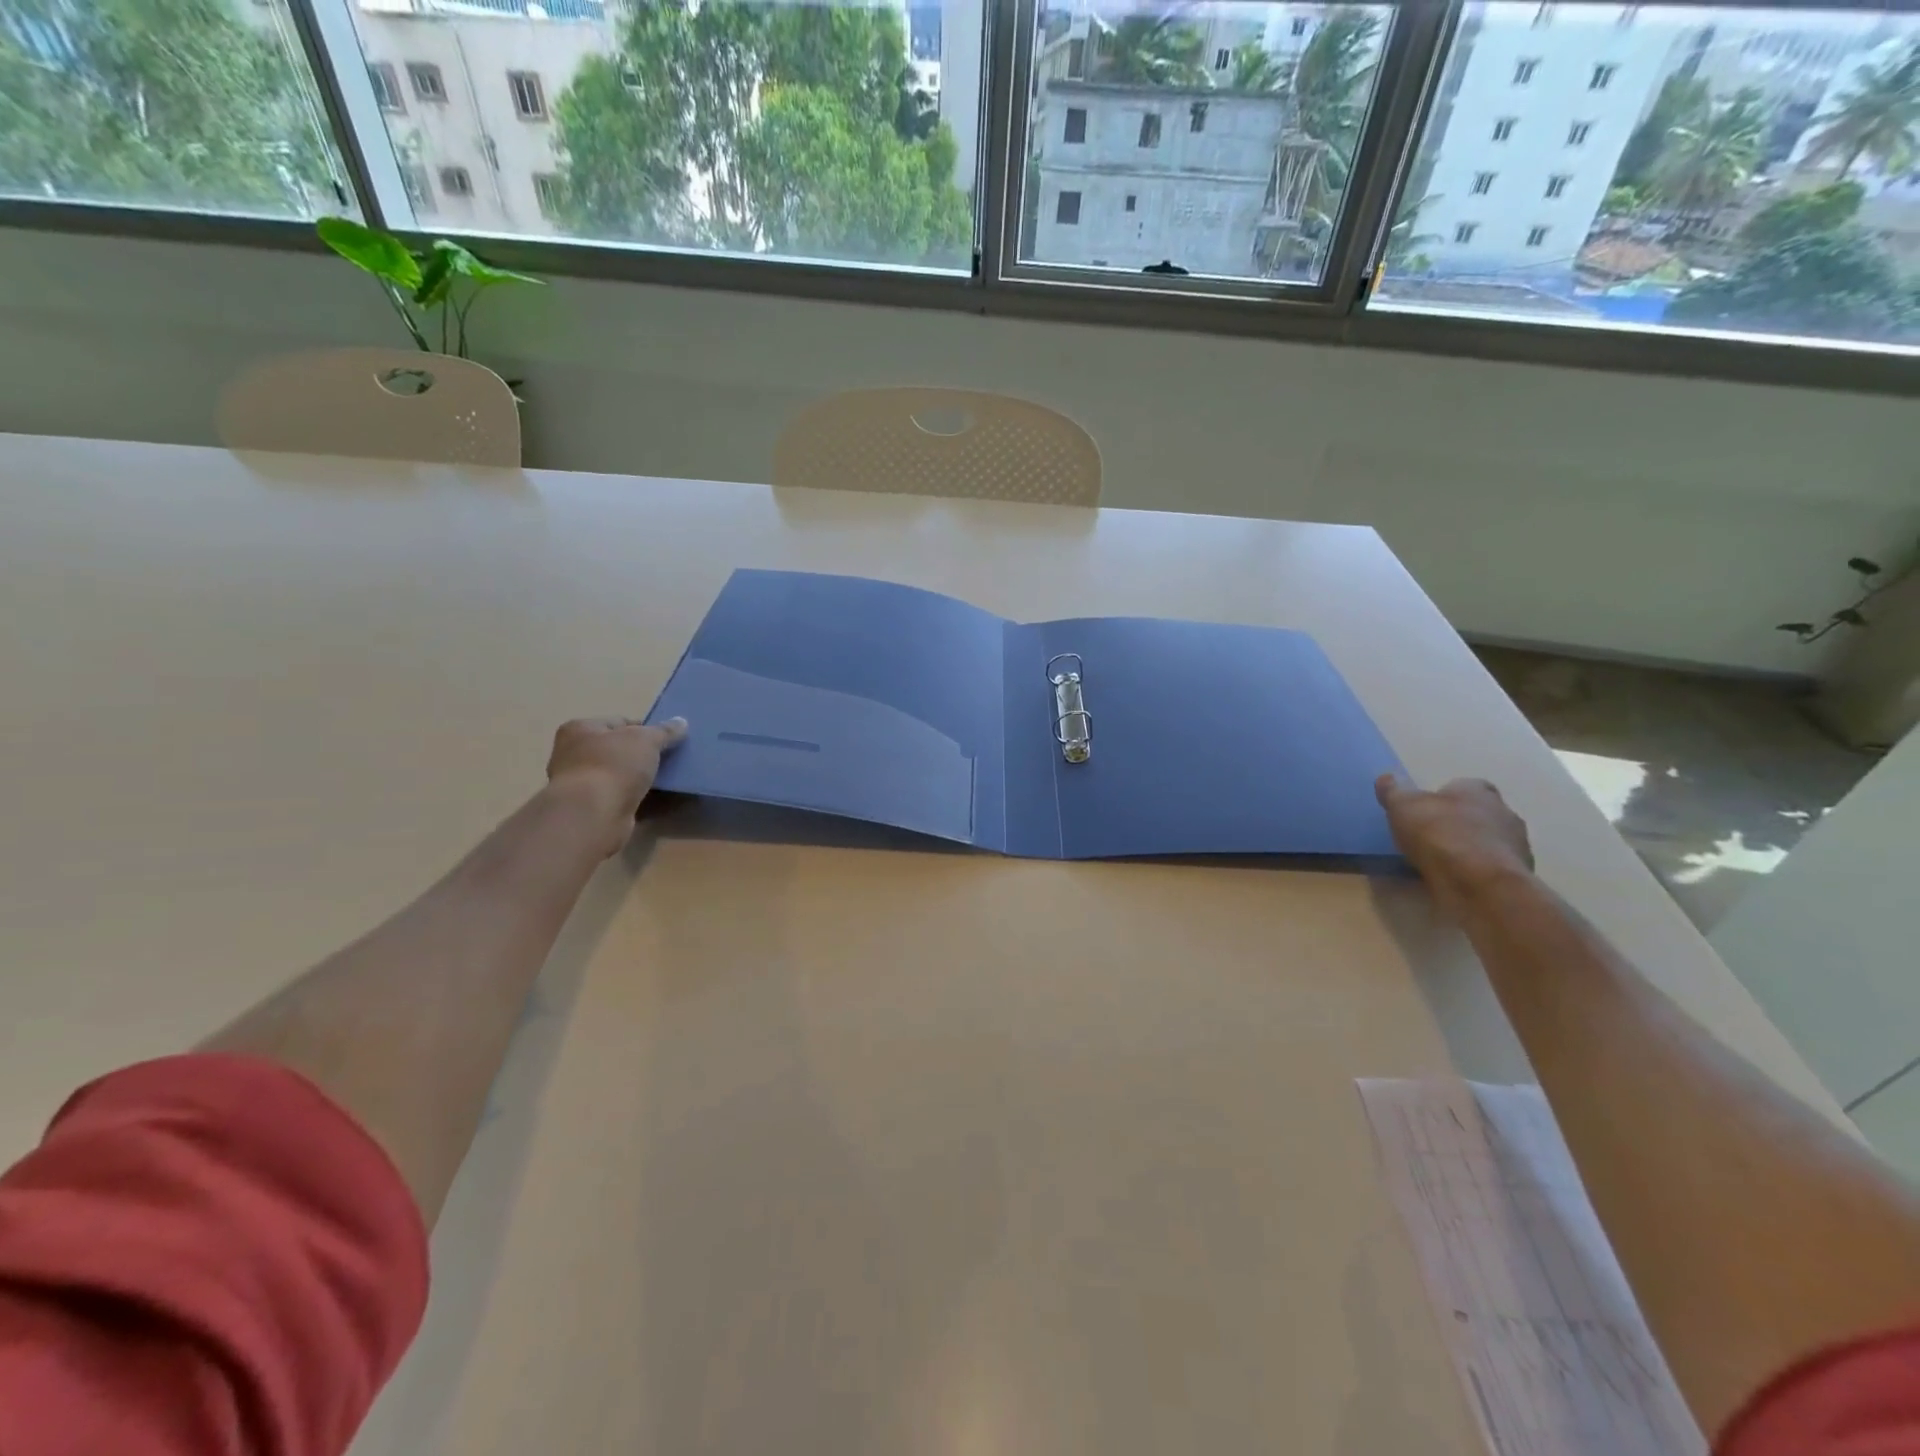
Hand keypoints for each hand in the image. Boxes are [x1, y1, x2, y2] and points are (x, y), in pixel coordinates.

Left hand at [546, 716, 687, 856]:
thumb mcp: (646, 739)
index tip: (667, 739)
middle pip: (619, 750)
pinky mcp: (592, 810)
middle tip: (671, 759)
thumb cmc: (614, 765)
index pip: (619, 723)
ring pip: (621, 776)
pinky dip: (639, 799)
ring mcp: (582, 785)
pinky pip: (622, 799)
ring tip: (670, 780)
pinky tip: (660, 800)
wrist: (593, 815)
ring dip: (641, 779)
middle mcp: (574, 755)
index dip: (645, 729)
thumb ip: (664, 731)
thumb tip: (681, 722)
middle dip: (644, 755)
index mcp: (580, 729)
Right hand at [1375, 774, 1534, 917]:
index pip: (1467, 786)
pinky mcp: (1516, 878)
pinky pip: (1491, 870)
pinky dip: (1476, 873)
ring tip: (1442, 863)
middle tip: (1431, 836)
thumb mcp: (1403, 806)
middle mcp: (1505, 814)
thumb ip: (1394, 791)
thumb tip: (1386, 778)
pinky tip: (1456, 881)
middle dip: (1460, 823)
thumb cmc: (1439, 833)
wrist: (1478, 882)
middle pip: (1481, 814)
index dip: (1446, 796)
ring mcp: (1517, 847)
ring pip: (1490, 842)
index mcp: (1479, 791)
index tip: (1427, 808)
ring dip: (1470, 849)